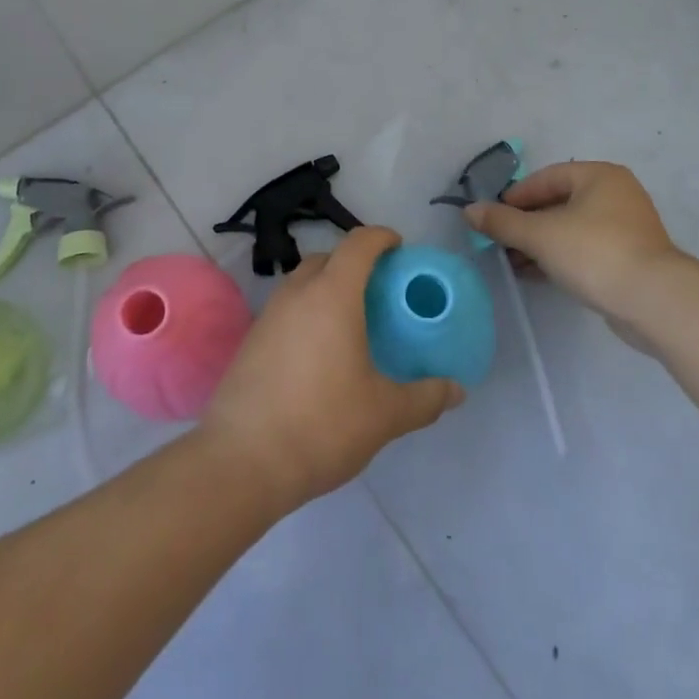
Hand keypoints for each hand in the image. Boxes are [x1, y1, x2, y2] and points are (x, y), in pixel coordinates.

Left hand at [197, 226, 464, 512]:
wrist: (242, 460)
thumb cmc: (322, 424)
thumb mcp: (384, 415)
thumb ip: (424, 398)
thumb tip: (456, 391)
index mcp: (333, 294)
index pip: (358, 244)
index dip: (381, 238)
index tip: (399, 248)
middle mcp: (297, 293)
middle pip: (328, 258)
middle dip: (354, 263)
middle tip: (379, 291)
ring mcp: (269, 315)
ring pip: (302, 283)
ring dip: (327, 287)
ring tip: (351, 322)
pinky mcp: (251, 340)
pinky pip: (286, 309)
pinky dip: (307, 313)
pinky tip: (319, 352)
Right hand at [463, 161, 686, 318]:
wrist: (654, 302)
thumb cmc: (594, 253)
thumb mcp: (540, 235)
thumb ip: (502, 222)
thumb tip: (469, 211)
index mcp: (599, 176)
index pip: (546, 177)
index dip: (515, 196)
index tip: (492, 217)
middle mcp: (616, 194)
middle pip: (558, 203)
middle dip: (526, 223)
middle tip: (499, 242)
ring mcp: (626, 228)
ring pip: (571, 229)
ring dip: (540, 243)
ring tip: (512, 263)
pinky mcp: (630, 258)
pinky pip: (585, 250)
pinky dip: (560, 257)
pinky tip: (536, 274)